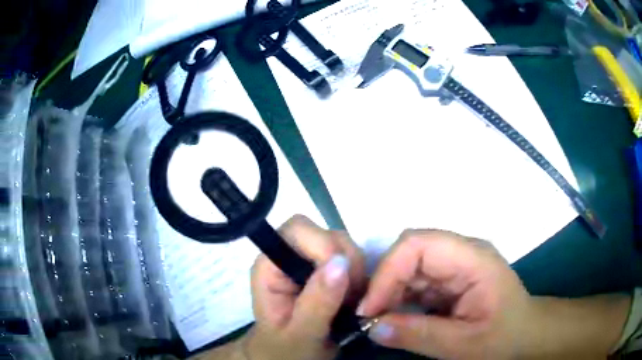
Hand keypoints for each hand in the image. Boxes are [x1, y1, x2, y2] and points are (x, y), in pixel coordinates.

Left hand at [244, 215, 366, 359]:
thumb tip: (341, 262)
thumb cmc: (285, 351)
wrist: (290, 358)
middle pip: (327, 234)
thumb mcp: (301, 335)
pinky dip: (361, 279)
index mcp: (270, 266)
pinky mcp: (326, 270)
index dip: (323, 247)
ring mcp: (309, 262)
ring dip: (356, 274)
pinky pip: (353, 261)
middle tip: (351, 298)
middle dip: (348, 263)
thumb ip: (317, 302)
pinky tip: (355, 301)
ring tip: (351, 304)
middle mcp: (288, 256)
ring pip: (344, 246)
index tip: (343, 282)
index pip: (297, 230)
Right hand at [357, 230, 532, 358]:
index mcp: (473, 259)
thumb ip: (419, 336)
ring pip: (409, 265)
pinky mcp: (450, 277)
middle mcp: (462, 252)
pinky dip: (399, 297)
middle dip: (385, 282)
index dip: (388, 271)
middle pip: (410, 250)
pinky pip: (416, 279)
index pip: (419, 244)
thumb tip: (372, 328)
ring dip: (390, 291)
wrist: (525, 334)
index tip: (370, 309)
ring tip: (380, 320)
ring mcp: (456, 263)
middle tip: (370, 317)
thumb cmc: (504, 337)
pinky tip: (396, 317)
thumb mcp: (464, 345)